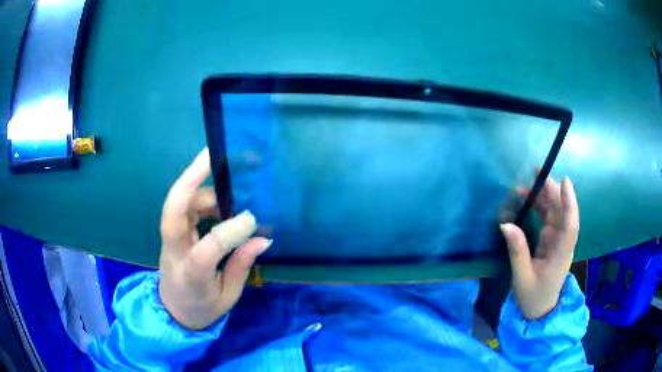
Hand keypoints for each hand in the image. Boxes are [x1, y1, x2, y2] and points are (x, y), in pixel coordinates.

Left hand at [158, 148, 271, 329]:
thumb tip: (263, 238)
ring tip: (229, 193)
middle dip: (190, 179)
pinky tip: (218, 201)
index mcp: (191, 277)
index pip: (206, 250)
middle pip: (173, 212)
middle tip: (212, 155)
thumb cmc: (202, 307)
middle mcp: (174, 252)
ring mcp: (168, 240)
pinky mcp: (169, 232)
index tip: (252, 220)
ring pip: (177, 203)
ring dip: (200, 188)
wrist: (173, 312)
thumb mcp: (228, 295)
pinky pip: (180, 206)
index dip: (229, 231)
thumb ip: (241, 265)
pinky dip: (198, 195)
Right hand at [500, 175, 579, 319]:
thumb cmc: (533, 297)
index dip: (569, 203)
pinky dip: (539, 207)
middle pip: (563, 212)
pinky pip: (547, 218)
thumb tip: (505, 223)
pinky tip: (528, 199)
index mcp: (561, 254)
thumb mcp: (522, 277)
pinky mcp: (550, 240)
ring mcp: (557, 240)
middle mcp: (563, 243)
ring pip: (555, 212)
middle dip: (553, 191)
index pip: (570, 225)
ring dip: (545, 196)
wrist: (539, 310)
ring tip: (529, 183)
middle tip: (536, 173)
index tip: (564, 181)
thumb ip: (517, 251)